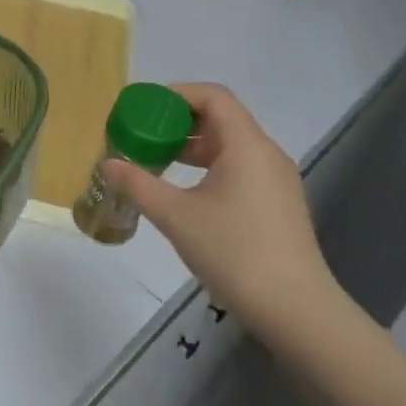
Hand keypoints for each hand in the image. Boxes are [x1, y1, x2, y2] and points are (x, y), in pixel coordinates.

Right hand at [102, 83, 337, 342]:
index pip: (212, 96)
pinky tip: (187, 192)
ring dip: (193, 147)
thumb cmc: (235, 253)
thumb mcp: (176, 216)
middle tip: (143, 136)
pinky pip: (240, 167)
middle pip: (221, 118)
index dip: (176, 94)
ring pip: (230, 145)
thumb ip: (139, 184)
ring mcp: (276, 180)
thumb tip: (109, 164)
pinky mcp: (278, 203)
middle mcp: (266, 153)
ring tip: (158, 162)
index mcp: (246, 145)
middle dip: (179, 122)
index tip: (144, 109)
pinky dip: (210, 167)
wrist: (297, 311)